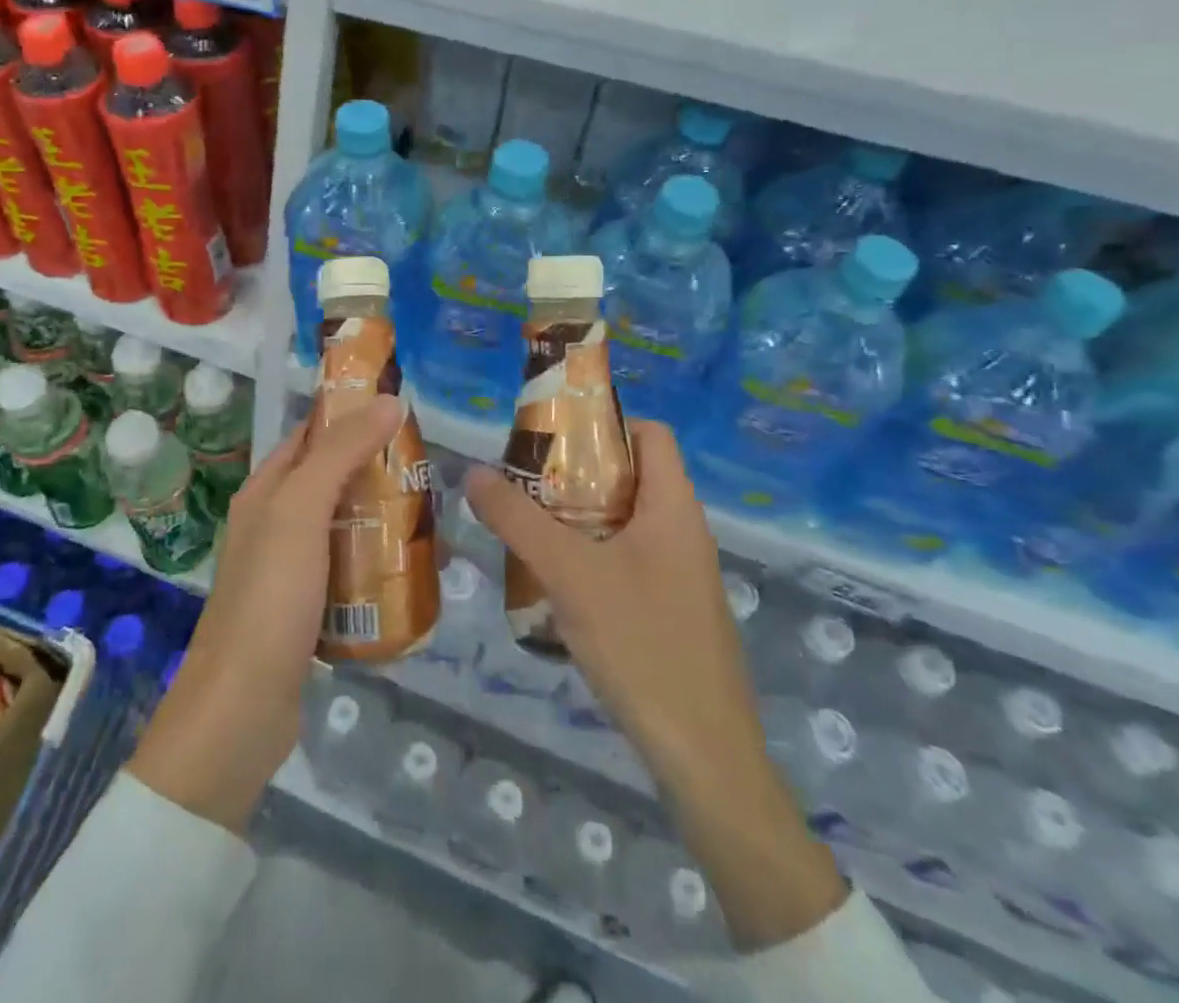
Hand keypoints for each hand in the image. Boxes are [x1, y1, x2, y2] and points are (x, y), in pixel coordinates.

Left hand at [128, 395, 404, 834]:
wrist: (241, 711)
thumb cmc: (270, 597)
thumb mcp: (302, 511)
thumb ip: (340, 453)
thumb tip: (388, 401)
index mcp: (266, 491)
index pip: (312, 436)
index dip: (352, 418)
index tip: (404, 415)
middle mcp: (275, 524)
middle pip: (334, 482)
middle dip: (379, 474)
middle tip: (432, 476)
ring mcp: (290, 571)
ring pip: (346, 528)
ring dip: (383, 522)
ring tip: (434, 525)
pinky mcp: (308, 612)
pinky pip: (350, 574)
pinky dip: (378, 567)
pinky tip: (411, 575)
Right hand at [465, 421, 845, 950]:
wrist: (705, 754)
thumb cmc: (642, 644)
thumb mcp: (570, 574)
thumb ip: (518, 520)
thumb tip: (473, 472)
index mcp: (673, 507)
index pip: (650, 433)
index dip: (605, 423)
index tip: (553, 438)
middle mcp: (683, 531)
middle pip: (631, 476)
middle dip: (576, 473)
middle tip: (525, 483)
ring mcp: (681, 574)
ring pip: (626, 522)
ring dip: (579, 518)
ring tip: (529, 528)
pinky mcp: (673, 610)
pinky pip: (629, 560)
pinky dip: (592, 556)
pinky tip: (555, 584)